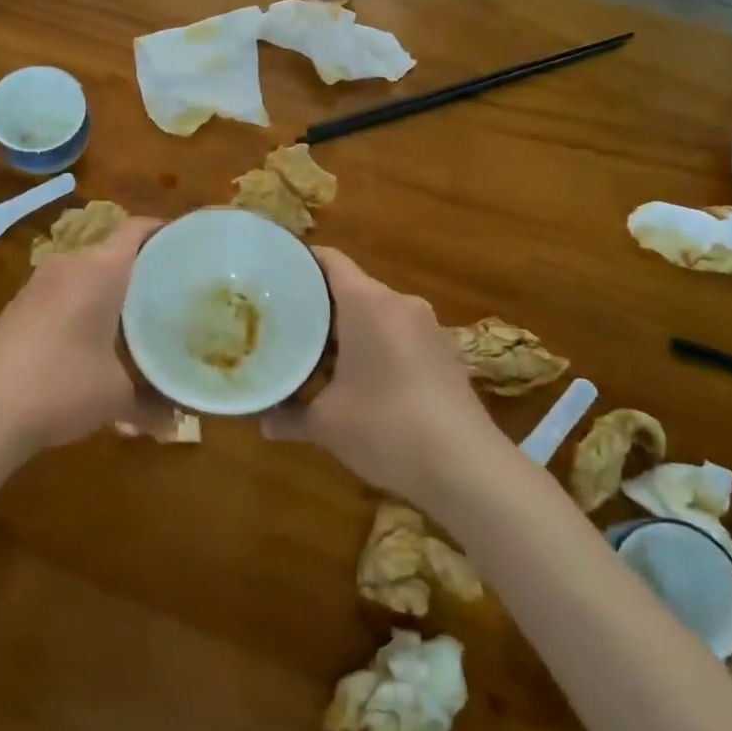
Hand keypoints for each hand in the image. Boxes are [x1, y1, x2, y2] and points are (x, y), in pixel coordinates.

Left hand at [0, 217, 162, 457]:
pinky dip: (87, 305)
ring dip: (113, 290)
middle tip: (175, 293)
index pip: (138, 229)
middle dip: (144, 270)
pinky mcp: (20, 305)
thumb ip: (154, 405)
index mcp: (99, 270)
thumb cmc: (60, 386)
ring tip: (141, 319)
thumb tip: (179, 424)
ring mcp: (39, 284)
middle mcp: (69, 265)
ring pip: (88, 273)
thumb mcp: (116, 398)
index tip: (192, 251)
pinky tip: (96, 340)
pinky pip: (66, 292)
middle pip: (115, 251)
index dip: (167, 233)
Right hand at [263, 247, 494, 504]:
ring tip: (313, 352)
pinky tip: (356, 378)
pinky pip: (397, 334)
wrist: (469, 470)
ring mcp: (427, 328)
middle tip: (282, 321)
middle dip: (317, 304)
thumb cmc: (387, 429)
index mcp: (368, 303)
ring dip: (346, 330)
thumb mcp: (327, 425)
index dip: (299, 261)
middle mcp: (399, 304)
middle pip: (350, 287)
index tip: (272, 274)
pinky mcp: (444, 354)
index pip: (329, 260)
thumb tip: (262, 421)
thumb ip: (289, 416)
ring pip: (375, 313)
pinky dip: (373, 346)